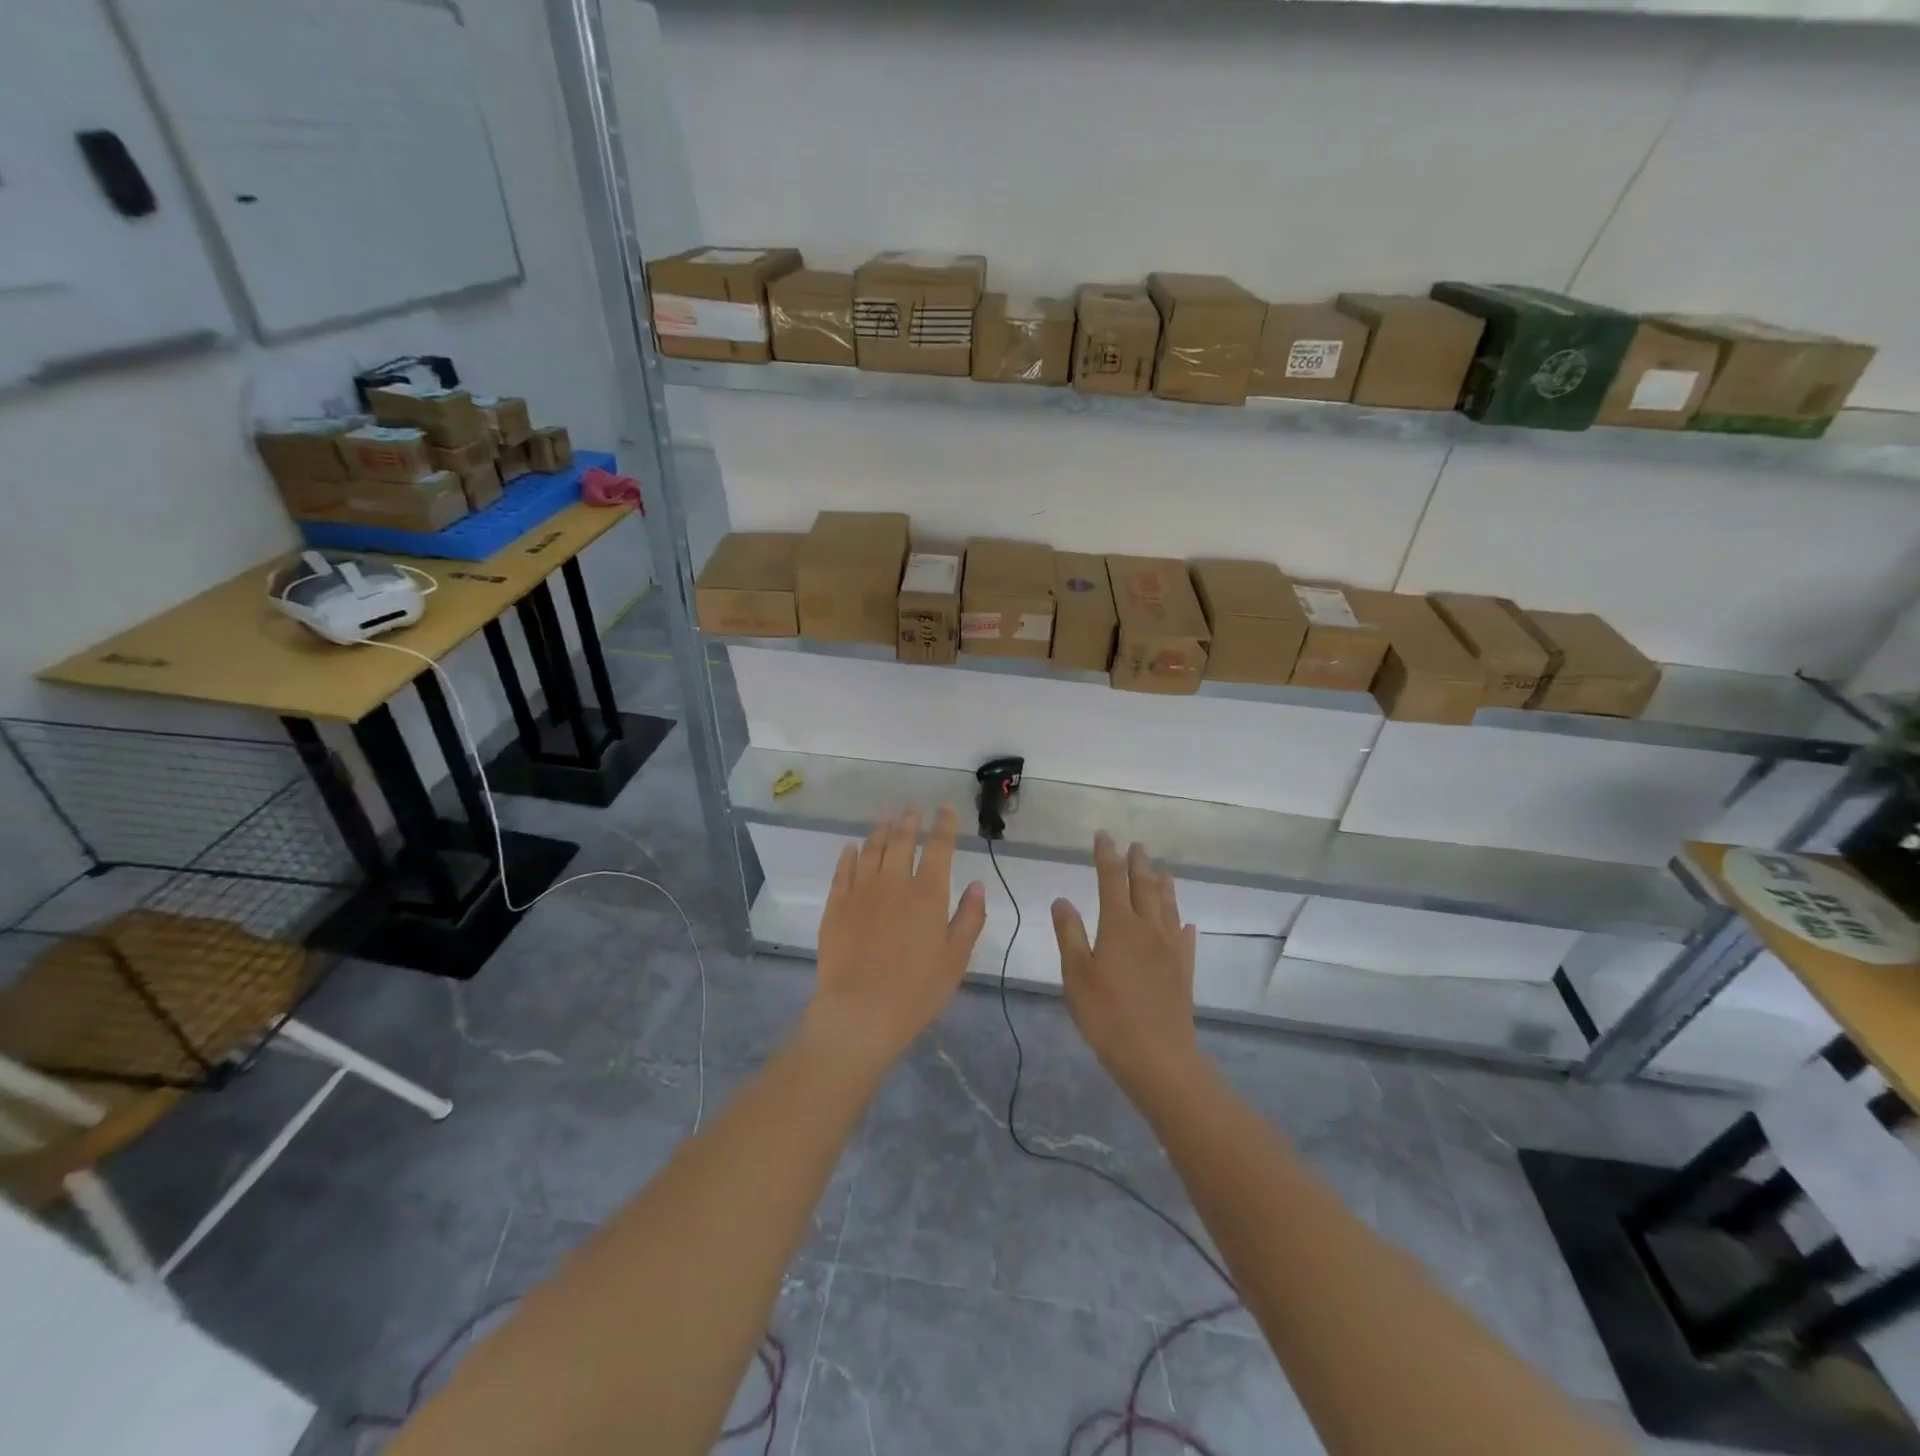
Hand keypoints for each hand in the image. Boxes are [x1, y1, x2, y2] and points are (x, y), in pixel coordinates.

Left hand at [806, 806, 986, 1076]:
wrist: (860, 1011)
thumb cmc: (917, 990)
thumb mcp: (956, 958)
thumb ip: (970, 918)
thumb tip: (977, 884)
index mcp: (928, 893)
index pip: (939, 847)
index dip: (944, 825)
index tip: (946, 809)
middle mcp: (895, 882)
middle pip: (902, 840)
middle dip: (910, 821)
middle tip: (913, 809)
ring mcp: (861, 891)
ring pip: (872, 849)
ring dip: (881, 830)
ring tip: (886, 818)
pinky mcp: (836, 905)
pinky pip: (843, 870)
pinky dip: (850, 855)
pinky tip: (852, 847)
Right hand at [1052, 833, 1200, 1095]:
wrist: (1157, 1057)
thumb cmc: (1107, 1015)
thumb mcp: (1076, 974)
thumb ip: (1069, 934)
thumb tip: (1062, 900)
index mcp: (1119, 925)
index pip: (1112, 879)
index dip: (1106, 855)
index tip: (1103, 836)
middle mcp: (1148, 928)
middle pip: (1144, 886)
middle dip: (1138, 863)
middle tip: (1136, 845)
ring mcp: (1171, 949)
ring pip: (1168, 906)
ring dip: (1163, 885)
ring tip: (1161, 870)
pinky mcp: (1184, 970)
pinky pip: (1185, 937)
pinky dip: (1182, 924)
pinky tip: (1185, 924)